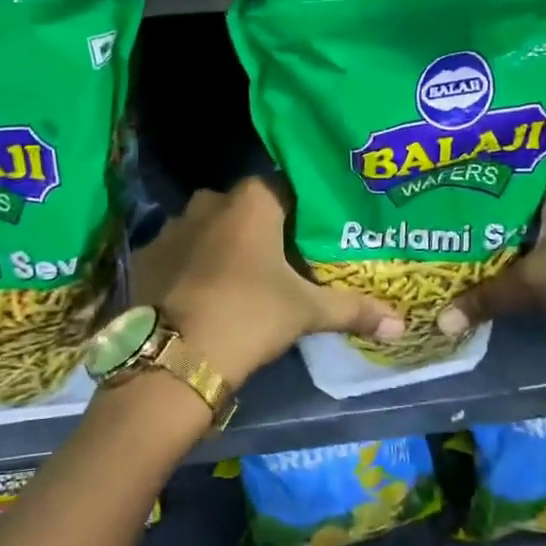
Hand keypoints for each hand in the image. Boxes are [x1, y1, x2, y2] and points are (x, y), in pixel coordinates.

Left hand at [130, 176, 403, 388]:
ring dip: (222, 245)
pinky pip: (178, 252)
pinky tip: (199, 295)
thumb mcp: (306, 312)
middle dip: (260, 228)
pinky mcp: (145, 256)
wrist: (175, 357)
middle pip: (244, 208)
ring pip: (207, 228)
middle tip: (279, 262)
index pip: (284, 189)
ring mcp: (171, 227)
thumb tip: (400, 323)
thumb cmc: (250, 316)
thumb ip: (353, 309)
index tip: (309, 237)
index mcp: (252, 202)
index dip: (299, 212)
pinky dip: (190, 266)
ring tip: (239, 280)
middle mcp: (209, 201)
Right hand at [435, 158, 545, 349]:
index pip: (519, 153)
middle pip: (524, 186)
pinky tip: (500, 253)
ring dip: (509, 223)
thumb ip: (488, 297)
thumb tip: (441, 321)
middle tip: (447, 200)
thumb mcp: (536, 283)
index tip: (453, 165)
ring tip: (464, 226)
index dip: (486, 159)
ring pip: (538, 213)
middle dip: (490, 196)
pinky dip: (528, 243)